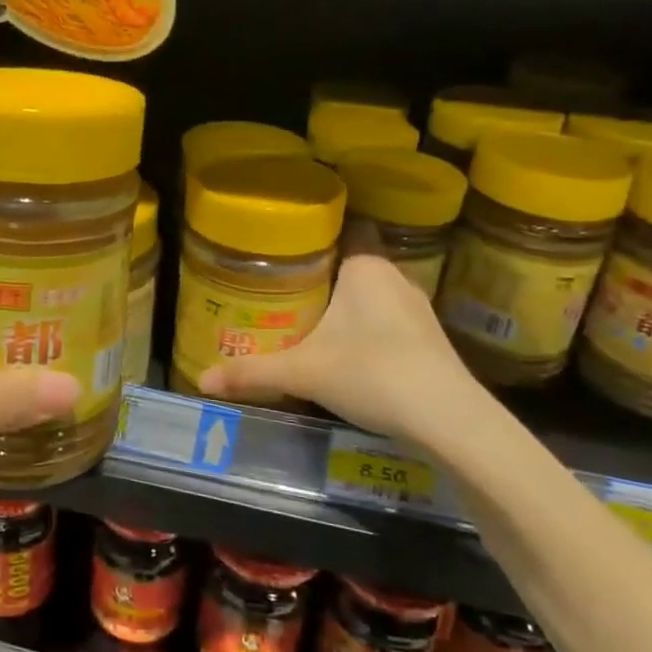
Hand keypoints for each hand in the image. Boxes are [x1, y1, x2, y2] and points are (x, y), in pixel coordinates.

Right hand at [195, 251, 500, 468]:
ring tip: (308, 320)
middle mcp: (395, 277)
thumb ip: (252, 372)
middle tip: (282, 291)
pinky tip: (349, 352)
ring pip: (372, 296)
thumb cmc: (371, 373)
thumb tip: (202, 380)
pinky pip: (389, 321)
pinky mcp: (431, 340)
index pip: (342, 231)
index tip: (284, 249)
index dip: (314, 238)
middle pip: (351, 266)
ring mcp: (419, 309)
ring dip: (347, 307)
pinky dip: (368, 330)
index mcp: (365, 267)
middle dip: (322, 279)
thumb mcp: (303, 372)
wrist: (449, 420)